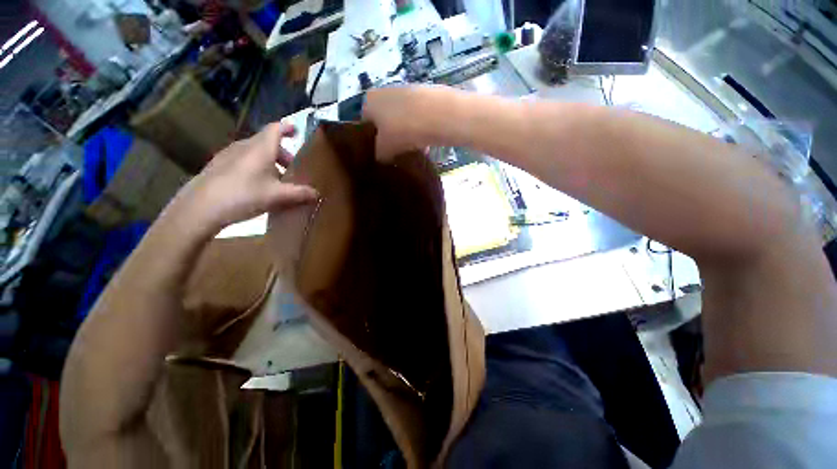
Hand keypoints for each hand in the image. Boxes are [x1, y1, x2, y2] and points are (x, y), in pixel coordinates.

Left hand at [168, 122, 317, 236]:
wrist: (201, 206)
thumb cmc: (244, 194)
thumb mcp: (278, 196)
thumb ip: (300, 193)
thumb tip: (317, 193)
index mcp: (260, 148)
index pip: (275, 129)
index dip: (287, 128)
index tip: (297, 131)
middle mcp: (244, 146)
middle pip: (267, 142)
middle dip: (282, 153)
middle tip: (293, 168)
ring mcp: (229, 155)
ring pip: (254, 152)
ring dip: (269, 161)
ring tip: (276, 179)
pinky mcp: (219, 166)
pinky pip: (243, 160)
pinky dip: (255, 167)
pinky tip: (257, 185)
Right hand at [363, 86, 444, 160]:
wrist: (437, 115)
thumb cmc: (402, 131)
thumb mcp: (383, 150)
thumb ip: (378, 155)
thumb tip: (381, 158)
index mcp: (368, 101)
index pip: (365, 126)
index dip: (372, 143)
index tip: (381, 156)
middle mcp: (384, 92)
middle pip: (384, 123)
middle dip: (391, 140)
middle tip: (397, 156)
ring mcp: (405, 92)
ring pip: (402, 121)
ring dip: (406, 137)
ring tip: (413, 153)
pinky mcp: (424, 97)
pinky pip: (417, 119)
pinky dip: (419, 131)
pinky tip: (425, 146)